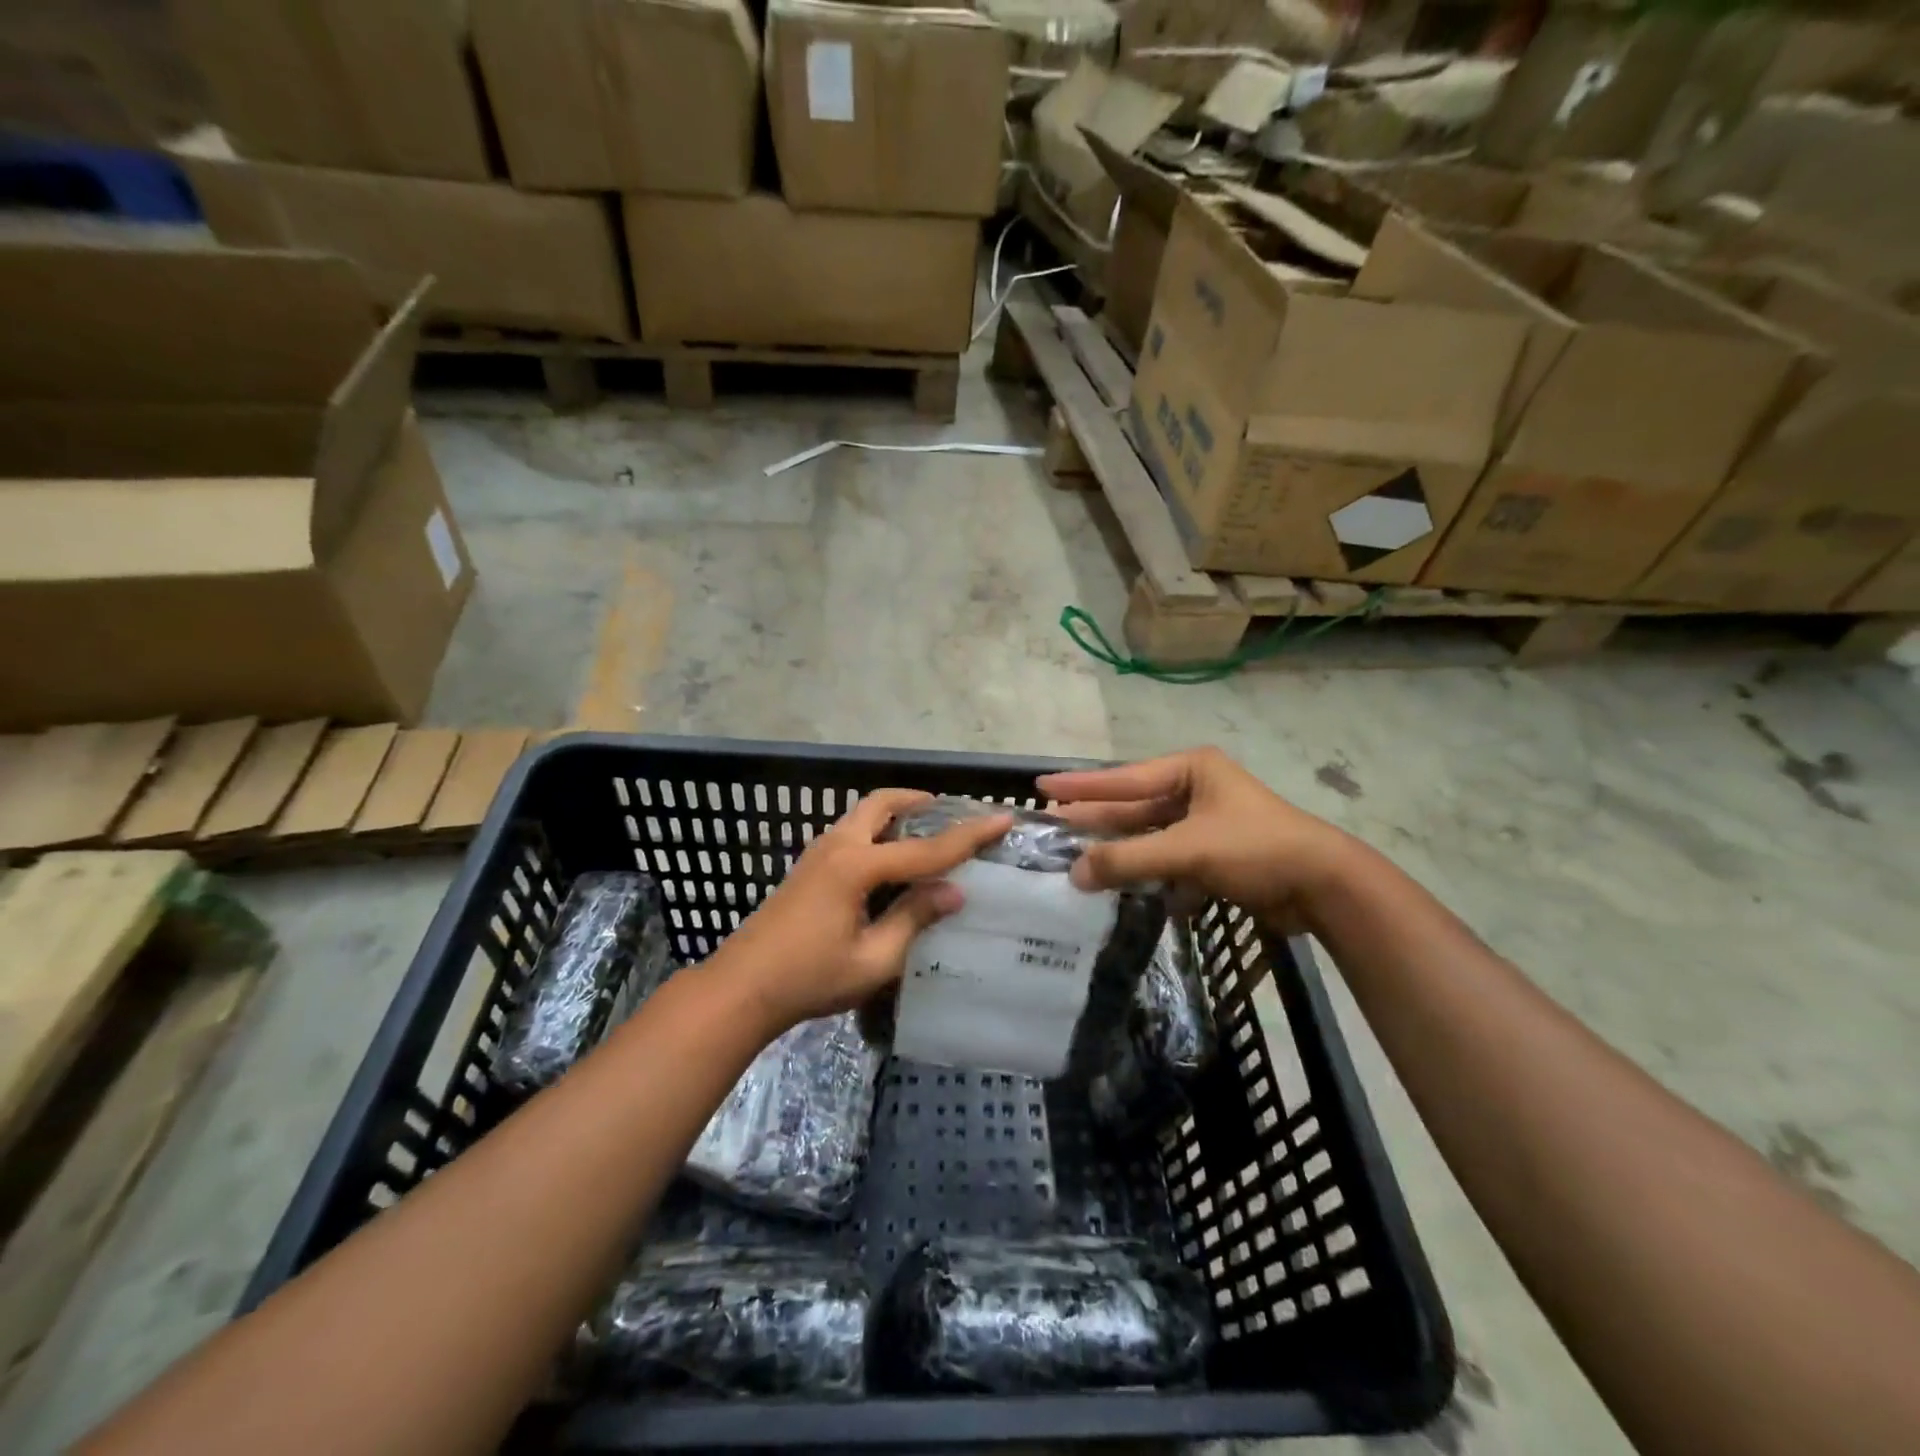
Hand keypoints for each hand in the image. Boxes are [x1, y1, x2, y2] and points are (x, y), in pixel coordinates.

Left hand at [709, 789, 1013, 1035]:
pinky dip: (877, 831)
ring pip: (863, 815)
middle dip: (918, 801)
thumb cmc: (809, 978)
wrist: (741, 988)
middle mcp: (837, 846)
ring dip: (896, 814)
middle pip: (882, 804)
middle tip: (949, 812)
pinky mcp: (807, 867)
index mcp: (856, 866)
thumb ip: (914, 919)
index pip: (925, 848)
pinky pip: (851, 832)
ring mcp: (817, 854)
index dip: (968, 835)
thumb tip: (954, 891)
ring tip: (925, 833)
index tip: (1001, 818)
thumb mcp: (873, 959)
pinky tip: (890, 862)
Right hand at [1038, 747, 1357, 932]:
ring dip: (1121, 853)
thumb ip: (1129, 860)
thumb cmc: (1254, 849)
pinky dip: (1150, 875)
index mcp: (1191, 770)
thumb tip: (1075, 873)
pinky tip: (1125, 889)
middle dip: (1095, 821)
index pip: (1123, 778)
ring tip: (1078, 863)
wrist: (1324, 886)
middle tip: (1052, 827)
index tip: (1041, 785)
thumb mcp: (1187, 850)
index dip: (1081, 786)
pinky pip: (1169, 860)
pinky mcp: (1215, 855)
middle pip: (1133, 807)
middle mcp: (1195, 790)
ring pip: (1150, 837)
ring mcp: (1206, 823)